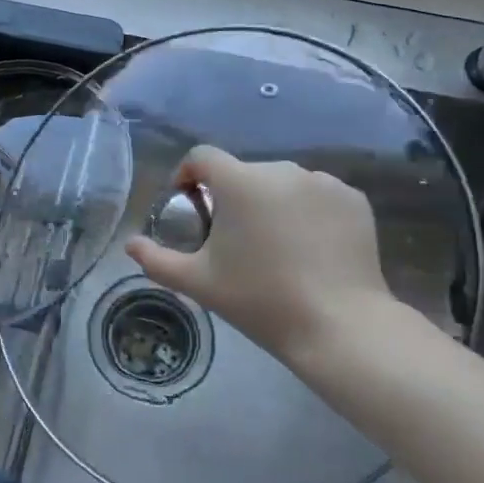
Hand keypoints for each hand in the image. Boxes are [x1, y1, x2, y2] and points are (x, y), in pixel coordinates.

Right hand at [125, 146, 425, 376]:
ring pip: (283, 183)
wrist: (339, 326)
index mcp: (240, 182)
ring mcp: (322, 182)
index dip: (188, 174)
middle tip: (233, 238)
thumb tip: (130, 245)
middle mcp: (281, 169)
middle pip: (244, 172)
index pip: (202, 156)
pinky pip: (318, 195)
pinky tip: (310, 246)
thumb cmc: (261, 301)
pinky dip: (308, 211)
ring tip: (275, 244)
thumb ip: (157, 260)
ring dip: (271, 202)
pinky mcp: (353, 199)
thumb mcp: (199, 283)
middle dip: (232, 196)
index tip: (190, 204)